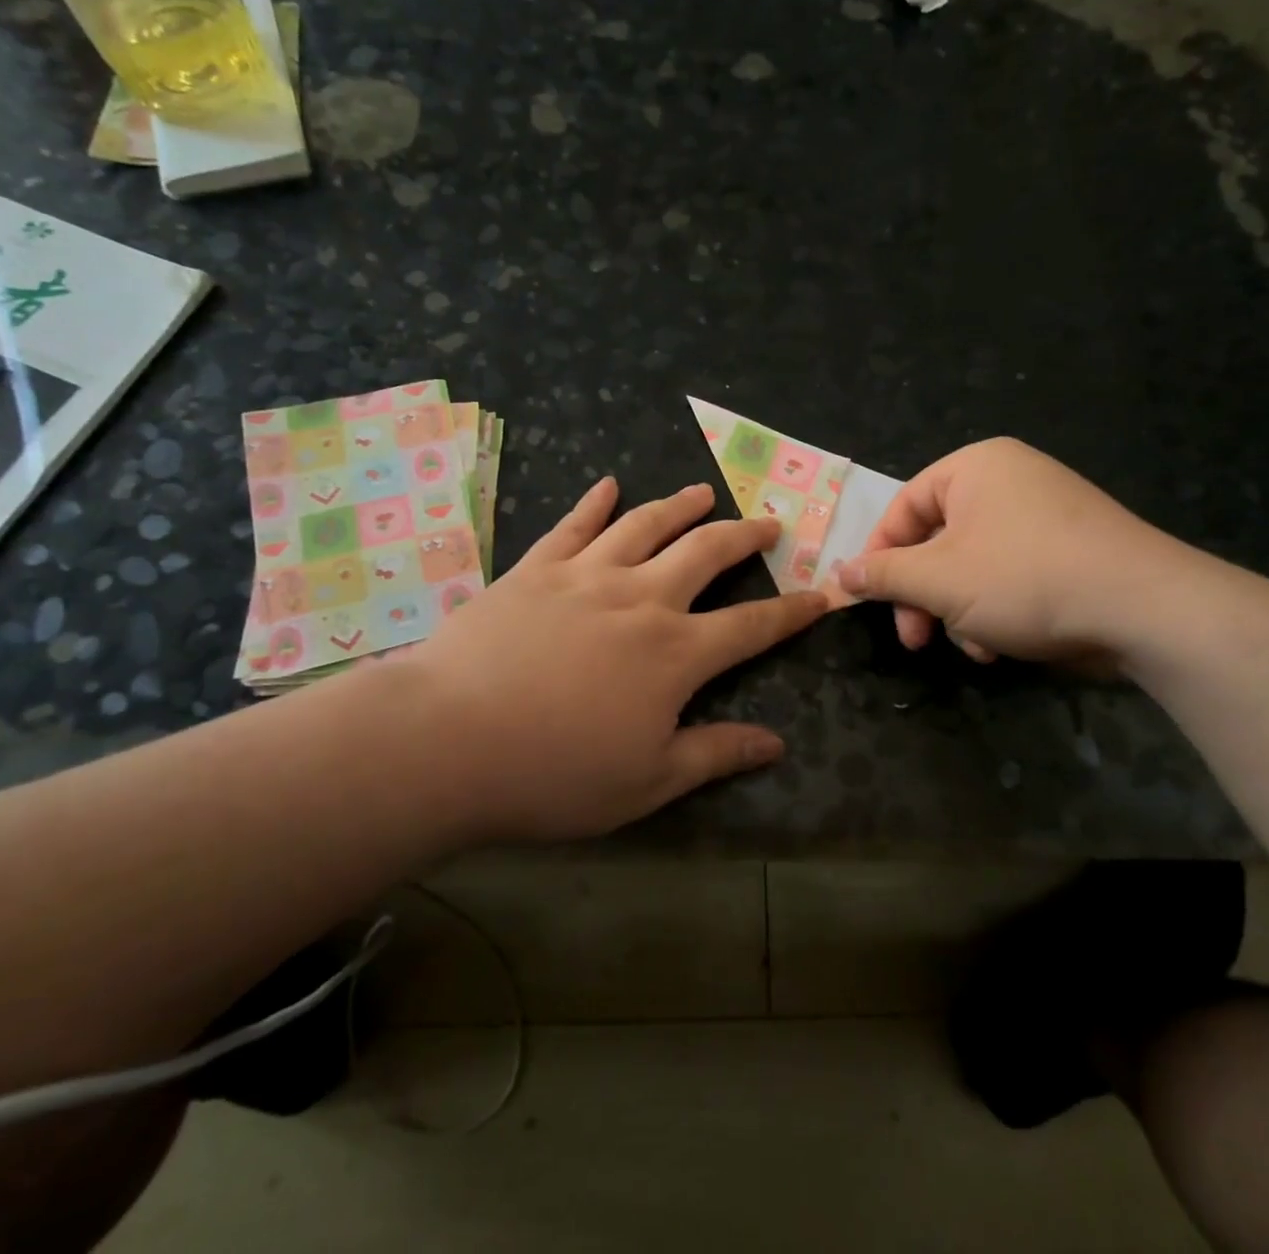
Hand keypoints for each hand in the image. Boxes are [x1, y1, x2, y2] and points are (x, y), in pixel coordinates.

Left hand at [410, 478, 826, 841]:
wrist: (448, 740)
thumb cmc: (553, 773)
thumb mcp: (647, 783)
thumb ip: (715, 754)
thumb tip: (776, 743)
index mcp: (675, 653)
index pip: (752, 625)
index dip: (791, 611)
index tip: (820, 595)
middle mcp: (641, 599)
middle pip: (706, 553)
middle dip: (745, 536)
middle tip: (768, 522)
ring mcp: (586, 576)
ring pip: (646, 525)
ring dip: (681, 505)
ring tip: (704, 490)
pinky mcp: (536, 569)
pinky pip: (574, 525)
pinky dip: (595, 502)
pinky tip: (608, 485)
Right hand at [837, 438, 1195, 663]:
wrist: (1146, 609)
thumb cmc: (1025, 579)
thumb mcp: (938, 579)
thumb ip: (883, 574)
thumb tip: (839, 572)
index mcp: (974, 468)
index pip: (903, 507)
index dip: (879, 555)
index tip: (868, 598)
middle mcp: (1008, 480)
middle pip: (936, 540)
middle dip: (921, 595)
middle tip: (914, 638)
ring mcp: (1043, 515)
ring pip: (970, 565)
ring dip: (957, 611)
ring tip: (972, 646)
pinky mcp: (1068, 551)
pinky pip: (1008, 574)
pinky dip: (994, 610)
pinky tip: (1000, 645)